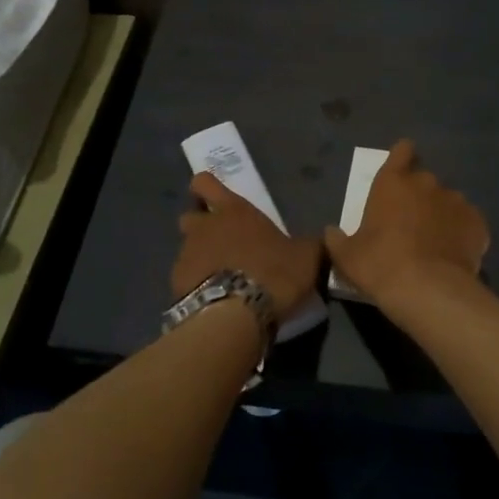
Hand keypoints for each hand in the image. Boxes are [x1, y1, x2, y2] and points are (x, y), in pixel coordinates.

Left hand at [172, 172, 321, 309]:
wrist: (237, 314)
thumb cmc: (274, 272)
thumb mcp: (306, 257)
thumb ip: (309, 245)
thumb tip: (321, 240)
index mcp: (233, 210)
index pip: (205, 183)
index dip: (206, 187)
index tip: (213, 198)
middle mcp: (204, 227)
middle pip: (190, 216)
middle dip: (201, 225)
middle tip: (221, 242)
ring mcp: (186, 255)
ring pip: (187, 249)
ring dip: (200, 258)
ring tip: (221, 278)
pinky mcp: (177, 285)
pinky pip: (186, 279)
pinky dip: (197, 285)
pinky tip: (214, 300)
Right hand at [323, 140, 488, 313]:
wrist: (428, 290)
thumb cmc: (380, 265)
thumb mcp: (347, 256)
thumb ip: (337, 239)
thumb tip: (332, 232)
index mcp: (392, 183)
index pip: (401, 152)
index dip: (402, 157)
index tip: (401, 170)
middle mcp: (426, 183)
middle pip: (423, 180)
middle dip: (418, 196)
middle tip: (410, 224)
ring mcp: (456, 201)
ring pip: (447, 202)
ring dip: (440, 215)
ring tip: (434, 243)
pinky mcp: (478, 223)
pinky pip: (468, 223)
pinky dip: (461, 233)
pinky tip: (454, 254)